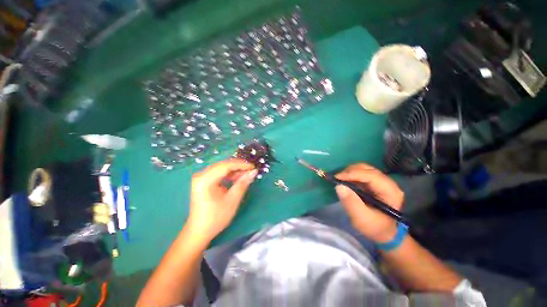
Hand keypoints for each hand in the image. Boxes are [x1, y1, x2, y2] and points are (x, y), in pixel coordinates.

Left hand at [186, 159, 256, 241]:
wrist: (199, 231)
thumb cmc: (216, 217)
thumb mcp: (232, 200)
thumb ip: (243, 183)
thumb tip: (253, 171)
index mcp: (206, 179)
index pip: (226, 165)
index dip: (241, 164)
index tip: (253, 167)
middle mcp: (201, 175)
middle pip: (223, 165)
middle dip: (238, 166)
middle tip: (251, 170)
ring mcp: (201, 177)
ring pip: (221, 168)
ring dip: (234, 170)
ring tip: (245, 175)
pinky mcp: (203, 181)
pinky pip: (218, 173)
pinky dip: (228, 174)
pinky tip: (236, 178)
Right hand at [335, 163, 403, 243]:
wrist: (384, 232)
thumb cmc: (375, 228)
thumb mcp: (362, 219)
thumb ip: (351, 203)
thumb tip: (339, 186)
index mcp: (390, 192)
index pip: (371, 176)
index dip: (353, 174)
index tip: (337, 177)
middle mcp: (388, 182)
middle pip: (367, 169)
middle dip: (350, 171)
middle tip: (336, 178)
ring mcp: (381, 181)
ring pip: (363, 168)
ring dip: (349, 172)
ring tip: (339, 179)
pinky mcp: (374, 182)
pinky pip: (361, 173)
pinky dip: (351, 174)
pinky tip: (345, 180)